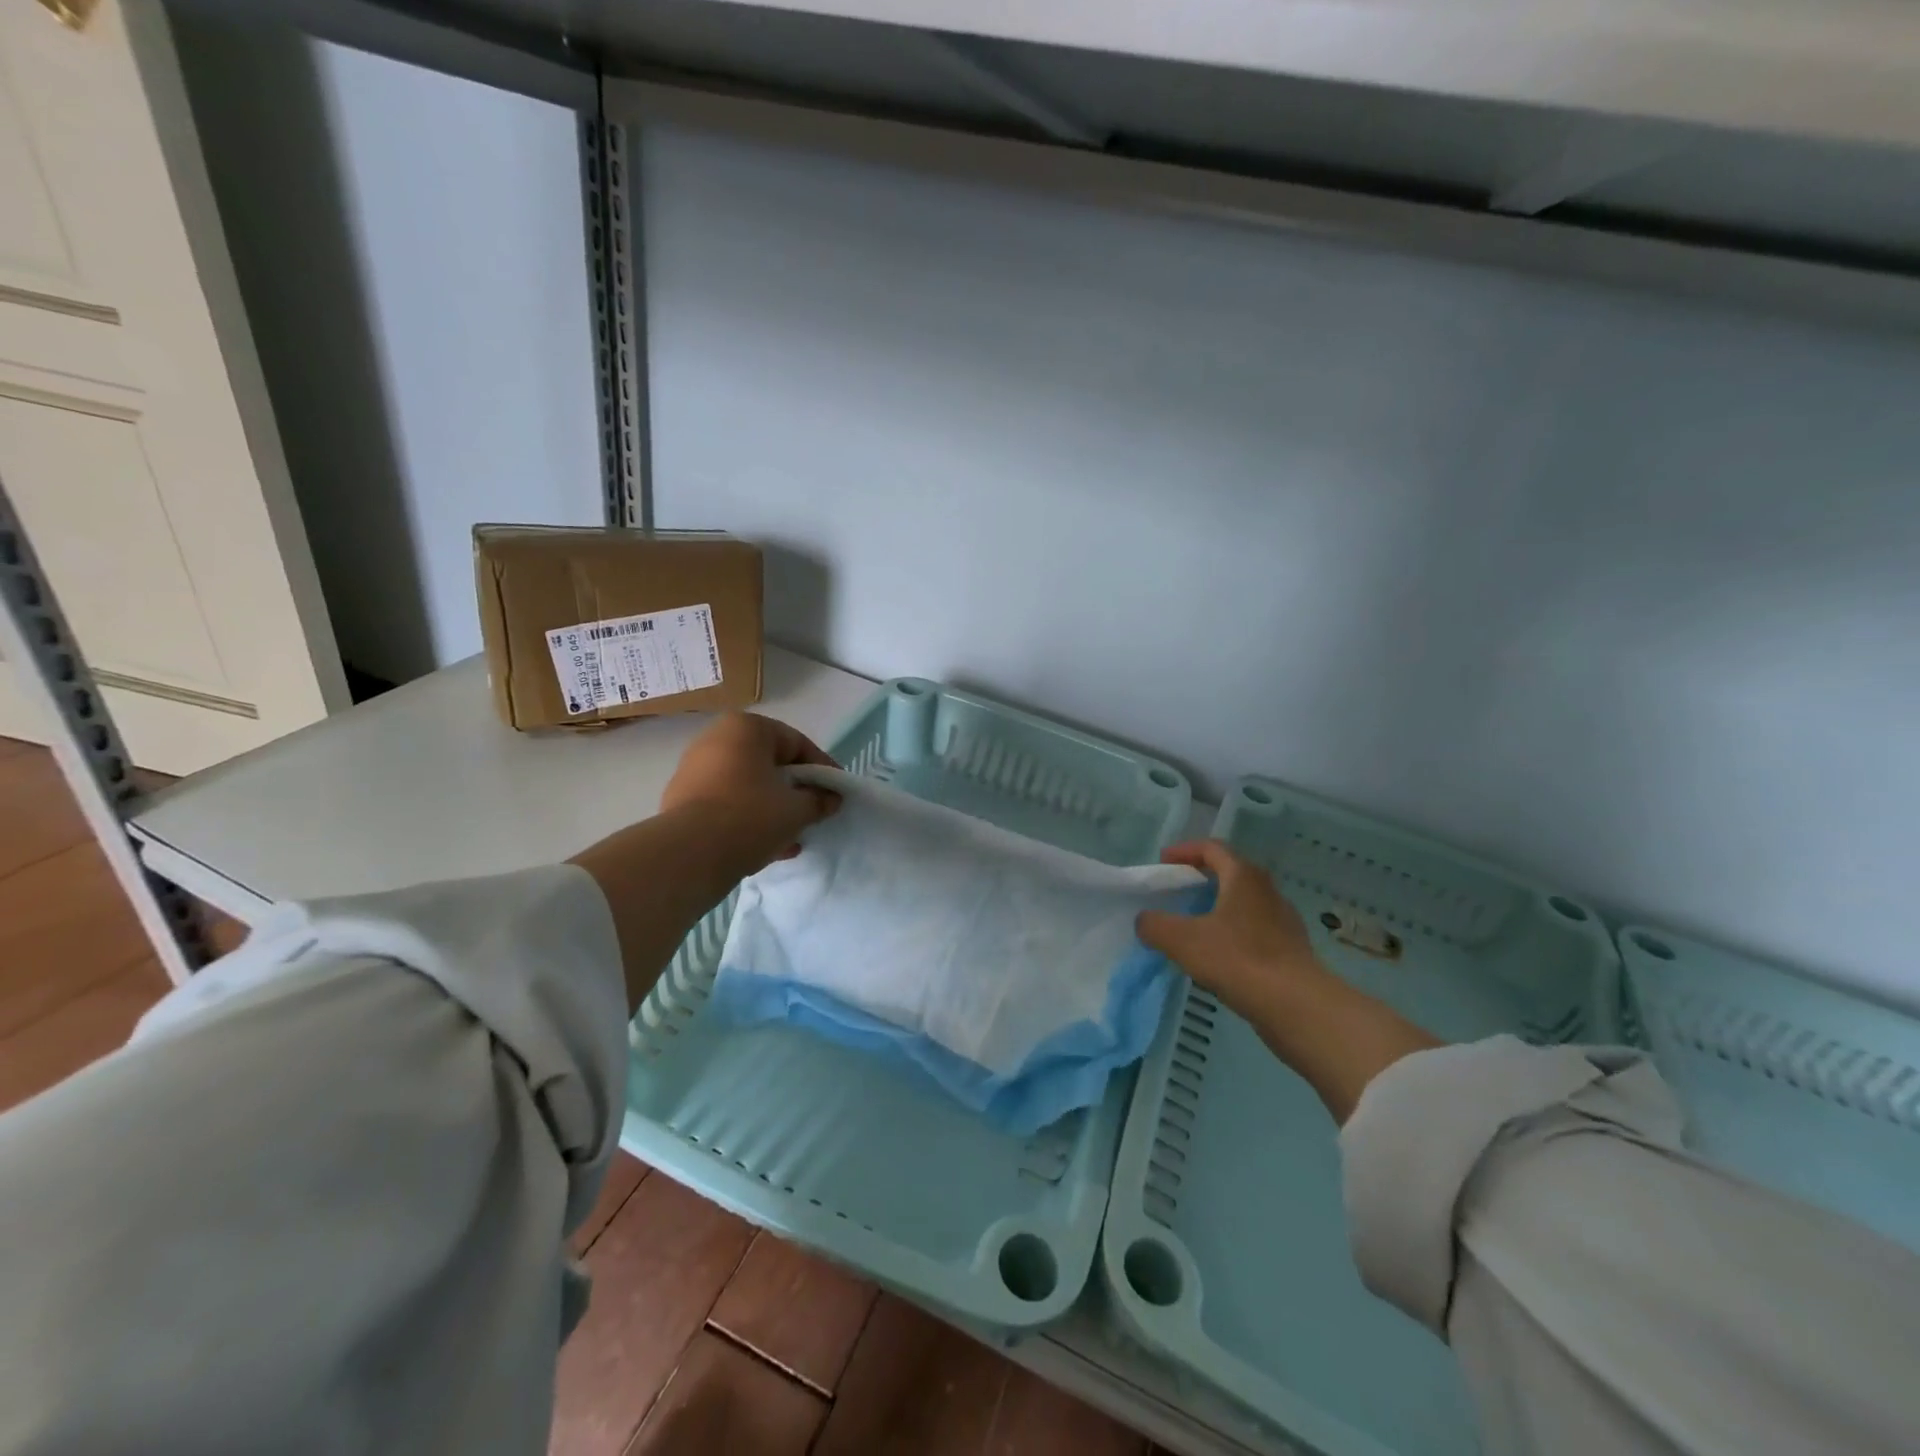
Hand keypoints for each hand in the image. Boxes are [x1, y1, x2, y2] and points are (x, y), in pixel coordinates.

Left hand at [659, 713, 840, 876]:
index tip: (836, 793)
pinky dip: (748, 820)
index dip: (822, 770)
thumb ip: (819, 800)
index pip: (797, 744)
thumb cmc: (751, 816)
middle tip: (814, 814)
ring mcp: (694, 770)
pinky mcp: (682, 800)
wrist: (689, 854)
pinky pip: (726, 804)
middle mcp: (716, 739)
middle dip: (794, 792)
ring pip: (747, 787)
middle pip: (770, 765)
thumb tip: (831, 799)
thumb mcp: (797, 809)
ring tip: (792, 838)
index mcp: (746, 728)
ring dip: (773, 810)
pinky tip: (766, 847)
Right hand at [1136, 840, 1322, 1014]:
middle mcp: (1267, 891)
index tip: (1163, 863)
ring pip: (1244, 904)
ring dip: (1217, 909)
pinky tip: (1218, 957)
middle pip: (1231, 873)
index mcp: (1243, 876)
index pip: (1212, 848)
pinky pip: (1254, 931)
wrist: (1296, 1006)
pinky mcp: (1290, 949)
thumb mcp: (1182, 940)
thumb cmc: (1237, 959)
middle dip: (1201, 879)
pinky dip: (1232, 935)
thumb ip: (1155, 925)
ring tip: (1194, 927)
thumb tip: (1145, 921)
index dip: (1184, 851)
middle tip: (1177, 893)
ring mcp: (1283, 921)